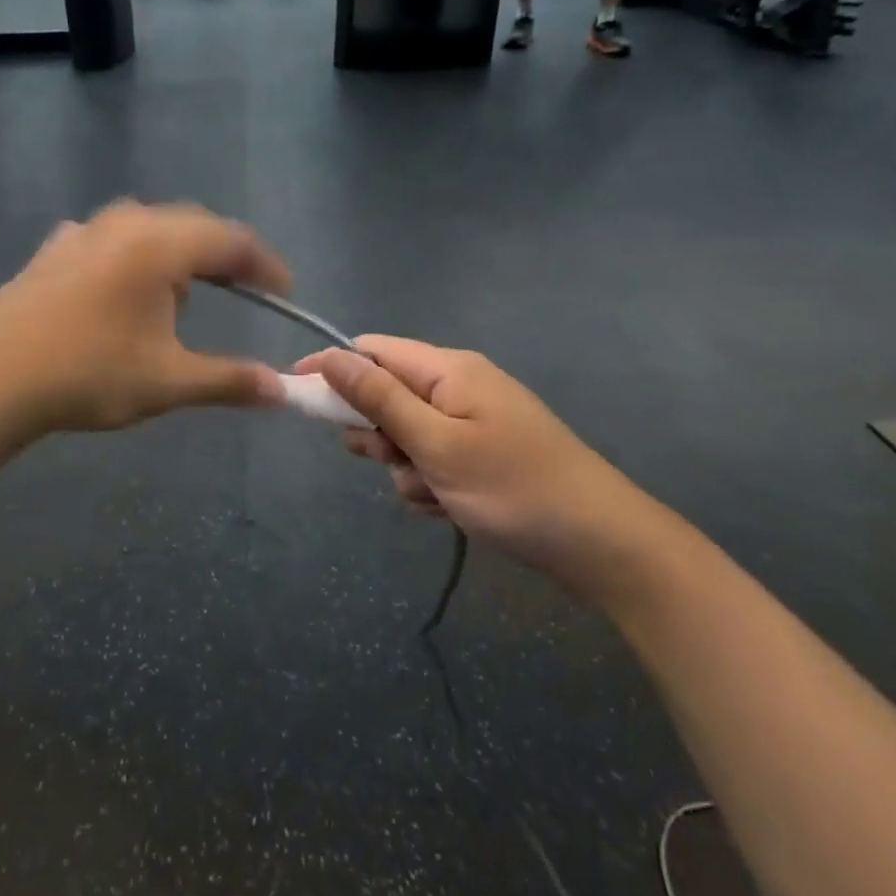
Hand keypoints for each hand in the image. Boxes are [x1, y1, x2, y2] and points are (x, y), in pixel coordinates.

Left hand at [0, 201, 287, 435]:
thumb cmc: (88, 374)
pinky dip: (136, 258)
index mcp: (159, 244)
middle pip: (191, 225)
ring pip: (148, 228)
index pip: (231, 240)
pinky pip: (111, 240)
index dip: (264, 264)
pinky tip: (125, 289)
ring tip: (185, 294)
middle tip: (246, 288)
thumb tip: (282, 390)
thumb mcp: (167, 381)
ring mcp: (82, 232)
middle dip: (224, 256)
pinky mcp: (52, 250)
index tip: (284, 291)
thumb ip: (229, 380)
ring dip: (178, 254)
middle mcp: (124, 223)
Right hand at [297, 337, 684, 607]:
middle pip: (386, 395)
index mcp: (448, 370)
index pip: (371, 350)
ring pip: (405, 436)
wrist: (600, 544)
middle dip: (376, 433)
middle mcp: (458, 386)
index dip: (331, 369)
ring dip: (404, 467)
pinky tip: (451, 507)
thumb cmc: (513, 488)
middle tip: (391, 461)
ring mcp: (472, 422)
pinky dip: (430, 483)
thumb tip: (330, 356)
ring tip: (434, 493)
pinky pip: (431, 460)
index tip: (295, 396)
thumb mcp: (436, 444)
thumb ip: (379, 399)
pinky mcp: (481, 454)